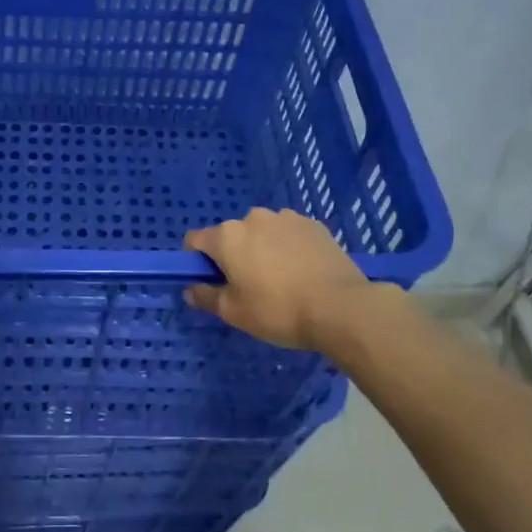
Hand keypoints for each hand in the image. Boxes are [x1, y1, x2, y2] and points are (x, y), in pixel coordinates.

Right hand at [183, 207, 376, 349]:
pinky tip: (303, 272)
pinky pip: (289, 234)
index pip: (195, 240)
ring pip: (262, 232)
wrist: (341, 307)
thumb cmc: (278, 310)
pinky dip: (288, 247)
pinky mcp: (313, 224)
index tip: (212, 282)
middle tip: (250, 286)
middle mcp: (253, 218)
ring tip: (282, 279)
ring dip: (263, 249)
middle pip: (231, 235)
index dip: (197, 261)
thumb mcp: (234, 313)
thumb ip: (206, 297)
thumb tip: (190, 289)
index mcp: (227, 236)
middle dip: (234, 255)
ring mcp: (286, 217)